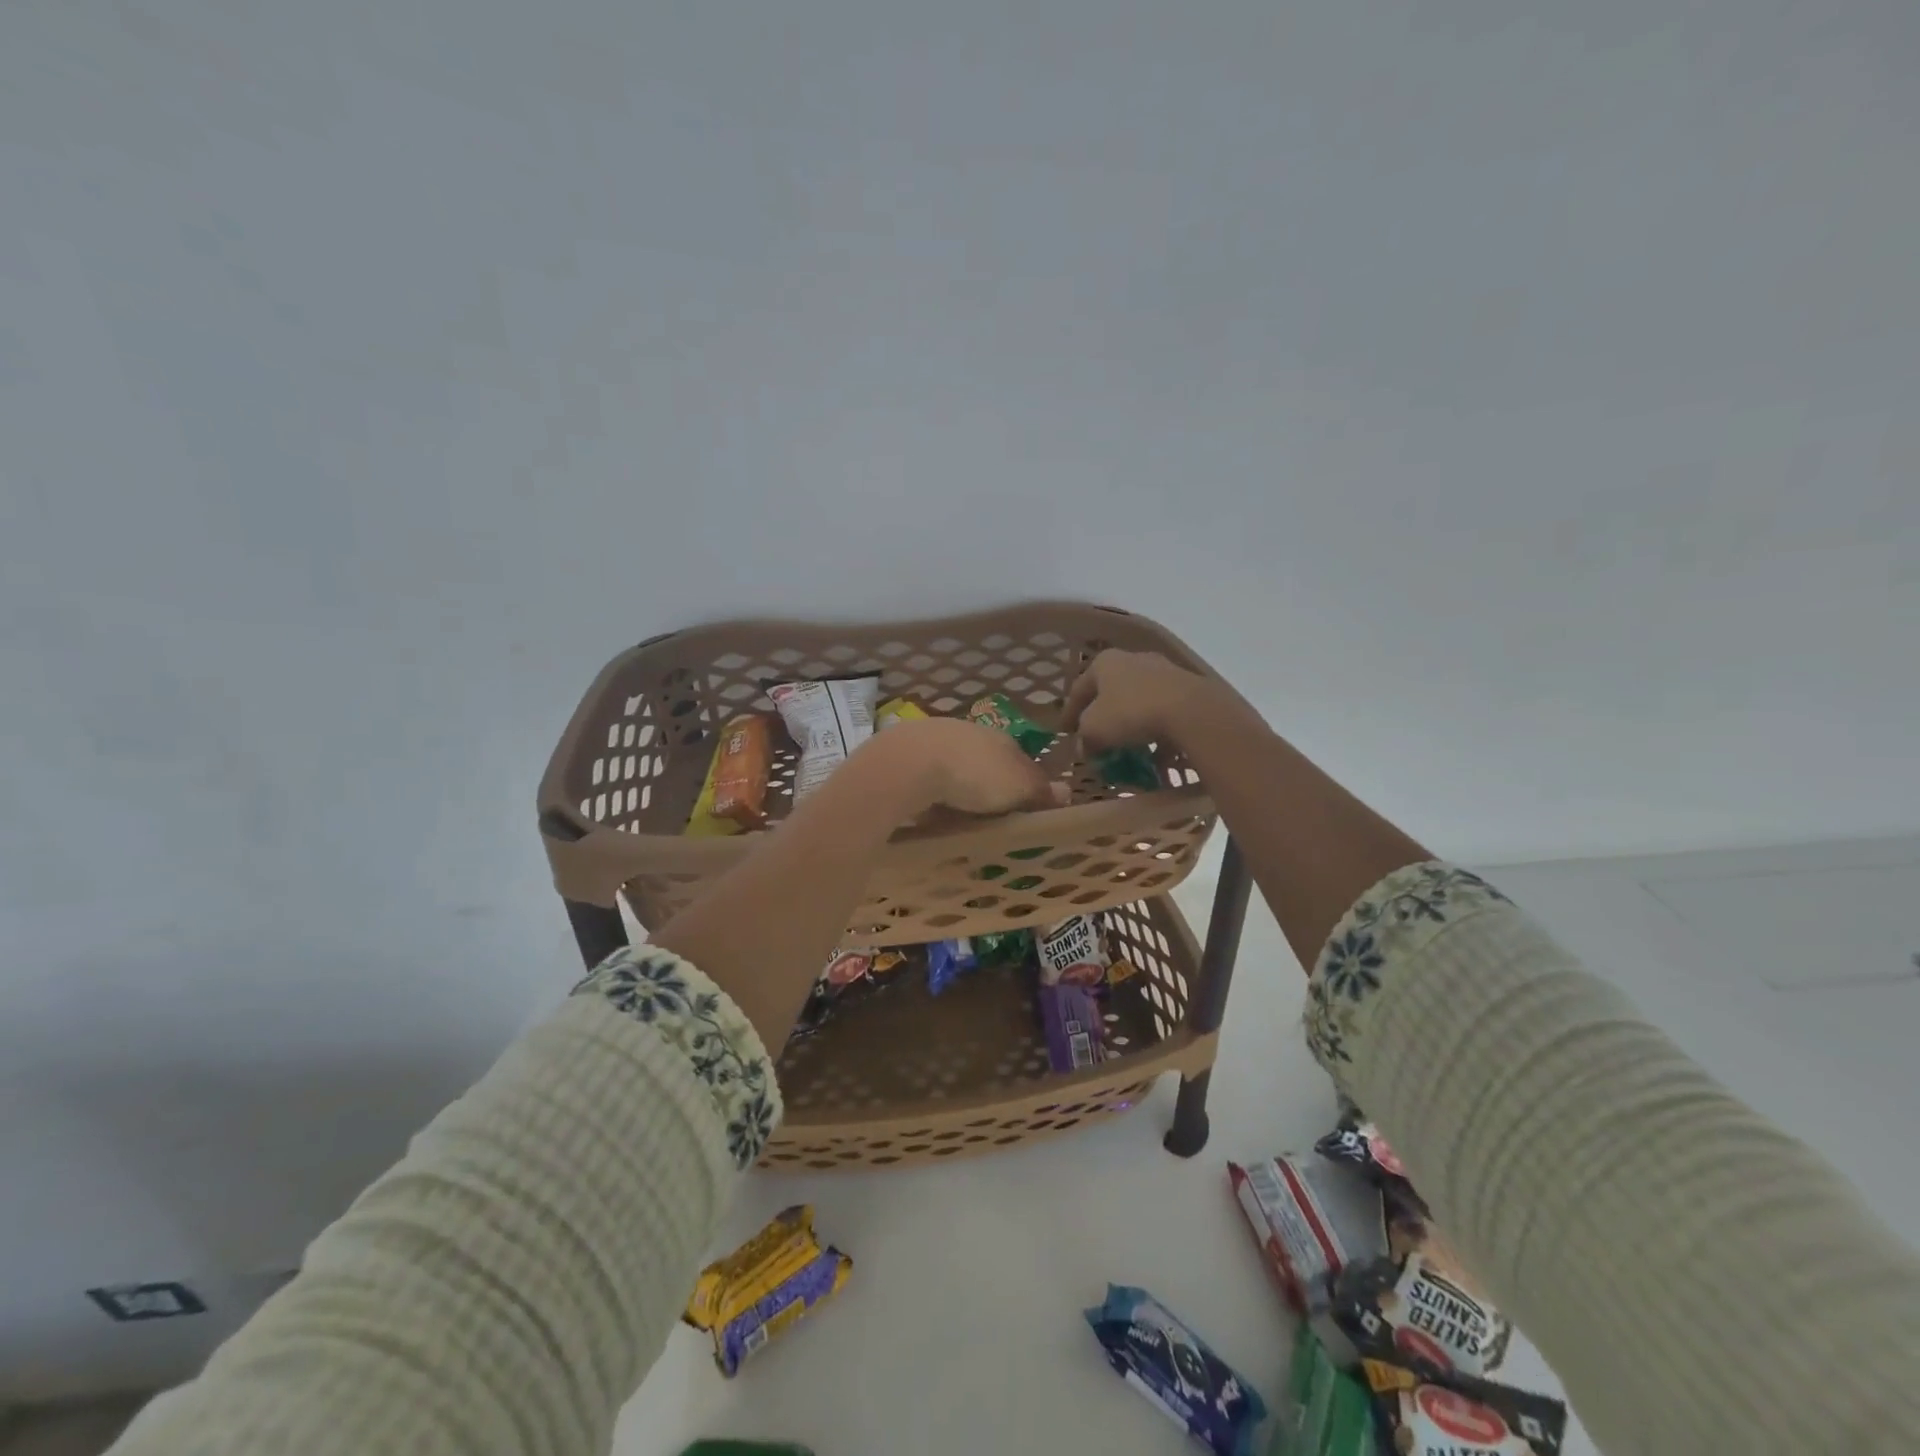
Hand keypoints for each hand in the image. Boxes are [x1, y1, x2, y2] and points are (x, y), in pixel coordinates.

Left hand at [861, 717, 1063, 816]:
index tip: (1023, 807)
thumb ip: (1040, 791)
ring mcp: (936, 739)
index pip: (1022, 759)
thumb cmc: (974, 775)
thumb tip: (1067, 791)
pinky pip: (928, 774)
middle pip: (988, 761)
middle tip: (990, 814)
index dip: (1025, 783)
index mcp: (1002, 738)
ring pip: (955, 765)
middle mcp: (970, 732)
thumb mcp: (1018, 787)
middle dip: (989, 783)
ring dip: (958, 785)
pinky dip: (932, 789)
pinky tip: (929, 807)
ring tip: (958, 815)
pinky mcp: (907, 752)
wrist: (909, 763)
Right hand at [1061, 649, 1213, 750]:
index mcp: (1104, 662)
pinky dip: (1155, 731)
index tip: (1064, 732)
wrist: (1190, 711)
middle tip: (1096, 738)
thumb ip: (1084, 738)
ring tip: (1127, 748)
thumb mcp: (1094, 730)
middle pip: (1110, 692)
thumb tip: (1086, 747)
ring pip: (1138, 701)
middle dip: (1102, 717)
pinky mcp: (1187, 688)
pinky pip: (1163, 712)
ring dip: (1130, 725)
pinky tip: (1155, 752)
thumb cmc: (1130, 713)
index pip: (1078, 689)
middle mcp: (1133, 659)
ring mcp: (1163, 671)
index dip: (1068, 713)